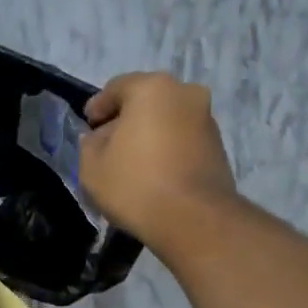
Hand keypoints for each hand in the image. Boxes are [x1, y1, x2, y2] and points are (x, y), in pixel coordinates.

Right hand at [79, 73, 236, 249]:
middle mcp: (185, 93)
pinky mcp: (219, 147)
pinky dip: (167, 150)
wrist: (194, 219)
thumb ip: (90, 144)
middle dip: (126, 120)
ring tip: (132, 163)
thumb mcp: (92, 165)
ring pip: (167, 120)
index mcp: (152, 88)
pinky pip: (183, 140)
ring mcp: (207, 120)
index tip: (88, 127)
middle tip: (108, 144)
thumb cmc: (135, 184)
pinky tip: (154, 173)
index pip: (116, 88)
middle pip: (146, 102)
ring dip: (149, 135)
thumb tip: (100, 138)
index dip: (97, 108)